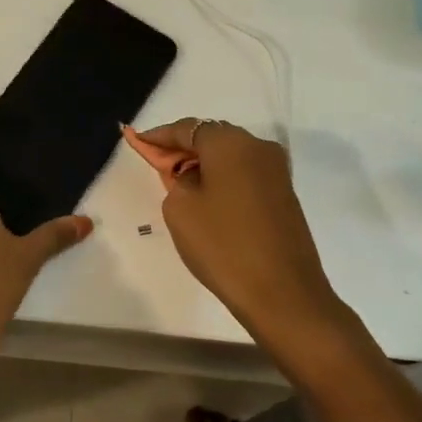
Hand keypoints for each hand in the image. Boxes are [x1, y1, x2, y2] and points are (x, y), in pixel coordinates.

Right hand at [127, 118, 347, 348]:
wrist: (282, 292)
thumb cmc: (222, 245)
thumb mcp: (180, 209)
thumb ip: (177, 179)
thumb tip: (190, 174)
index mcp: (230, 143)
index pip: (187, 128)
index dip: (159, 136)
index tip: (137, 140)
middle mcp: (258, 146)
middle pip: (212, 137)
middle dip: (183, 147)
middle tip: (157, 163)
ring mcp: (276, 171)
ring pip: (231, 155)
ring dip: (204, 164)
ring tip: (179, 182)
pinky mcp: (284, 194)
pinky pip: (245, 173)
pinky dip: (223, 178)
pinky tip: (208, 196)